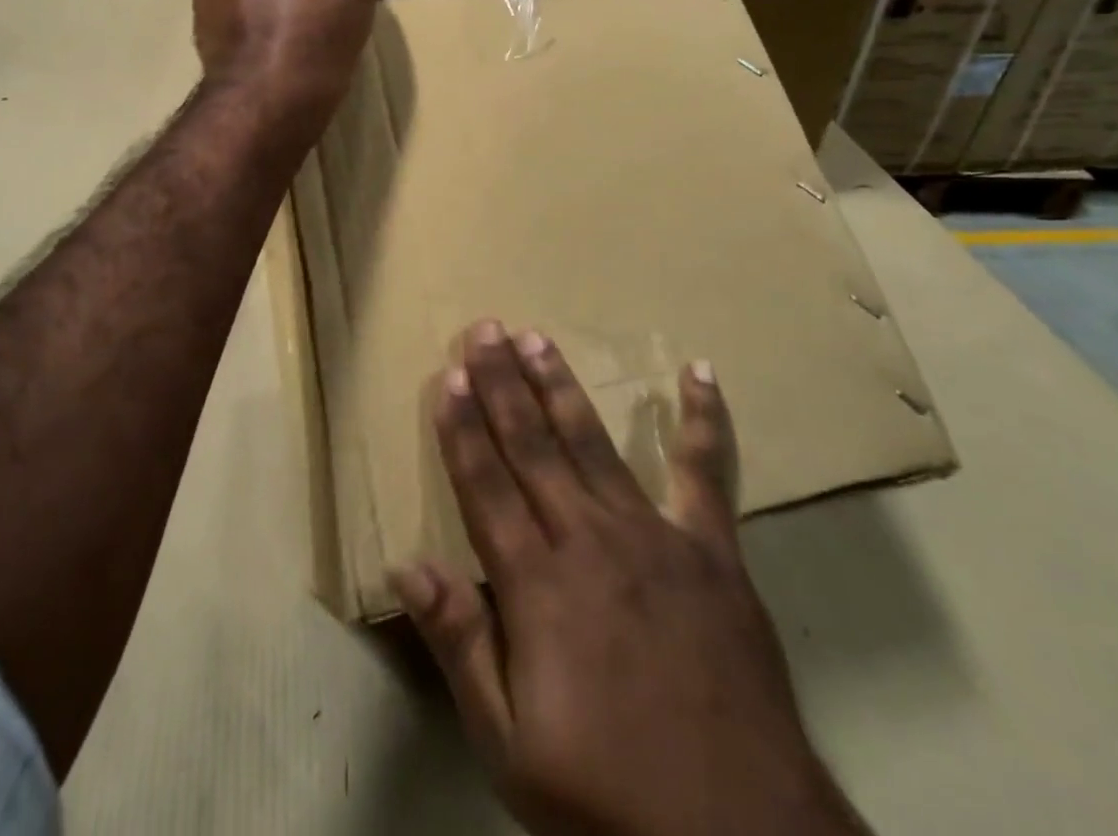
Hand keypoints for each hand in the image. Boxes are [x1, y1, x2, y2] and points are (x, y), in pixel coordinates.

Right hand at [392, 322, 869, 835]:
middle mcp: (589, 540)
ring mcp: (655, 536)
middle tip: (485, 328)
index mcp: (537, 584)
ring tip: (537, 338)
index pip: (485, 484)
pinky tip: (698, 372)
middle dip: (502, 383)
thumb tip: (406, 566)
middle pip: (532, 446)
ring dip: (561, 386)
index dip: (463, 426)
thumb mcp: (510, 747)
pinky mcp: (712, 549)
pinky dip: (704, 420)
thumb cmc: (608, 799)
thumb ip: (460, 646)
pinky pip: (706, 472)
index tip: (448, 374)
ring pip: (594, 443)